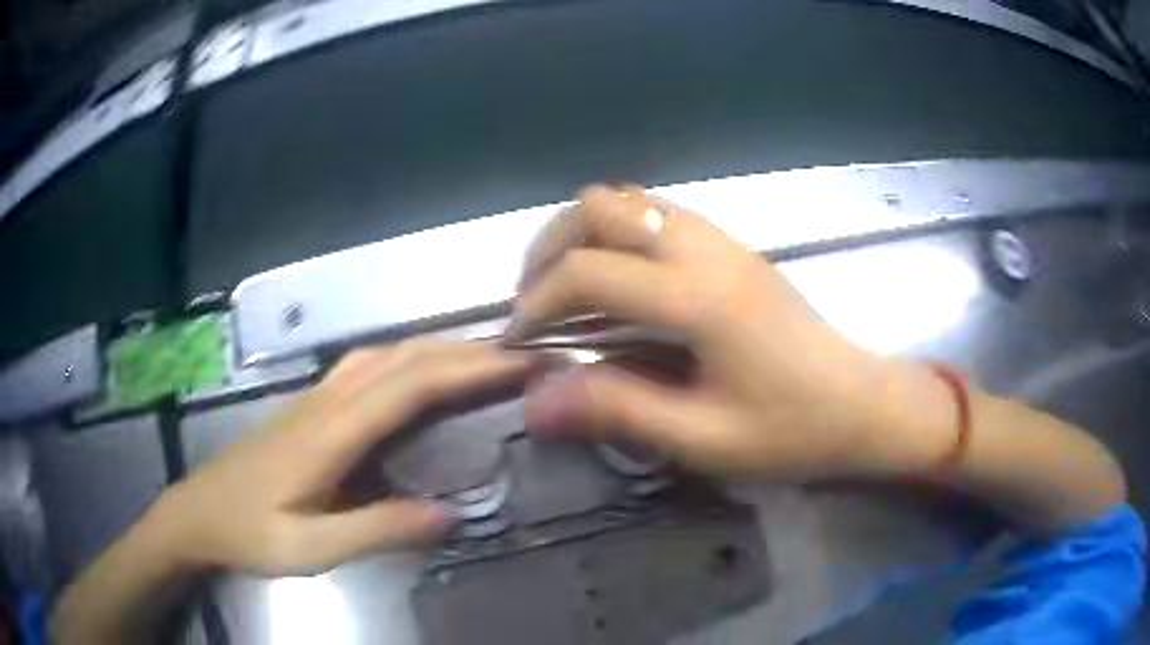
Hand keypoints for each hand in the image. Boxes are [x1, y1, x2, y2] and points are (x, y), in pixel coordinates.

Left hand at [146, 341, 527, 575]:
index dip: (469, 370)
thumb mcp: (310, 548)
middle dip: (466, 350)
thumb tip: (449, 515)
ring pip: (385, 354)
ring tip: (483, 357)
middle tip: (522, 356)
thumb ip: (376, 530)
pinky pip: (368, 367)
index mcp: (329, 433)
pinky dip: (408, 358)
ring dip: (437, 347)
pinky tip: (419, 371)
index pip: (411, 385)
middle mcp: (326, 401)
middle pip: (404, 358)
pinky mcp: (310, 407)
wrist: (197, 512)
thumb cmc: (248, 531)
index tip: (522, 363)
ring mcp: (315, 398)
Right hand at [515, 186, 955, 480]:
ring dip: (584, 234)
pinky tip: (623, 284)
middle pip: (600, 206)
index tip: (520, 341)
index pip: (588, 271)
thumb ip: (618, 411)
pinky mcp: (733, 247)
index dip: (538, 302)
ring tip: (571, 289)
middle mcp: (705, 249)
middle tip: (539, 302)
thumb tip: (536, 401)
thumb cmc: (792, 429)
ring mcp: (722, 240)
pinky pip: (658, 212)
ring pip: (629, 199)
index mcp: (697, 297)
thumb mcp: (703, 439)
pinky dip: (620, 235)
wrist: (862, 404)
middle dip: (551, 247)